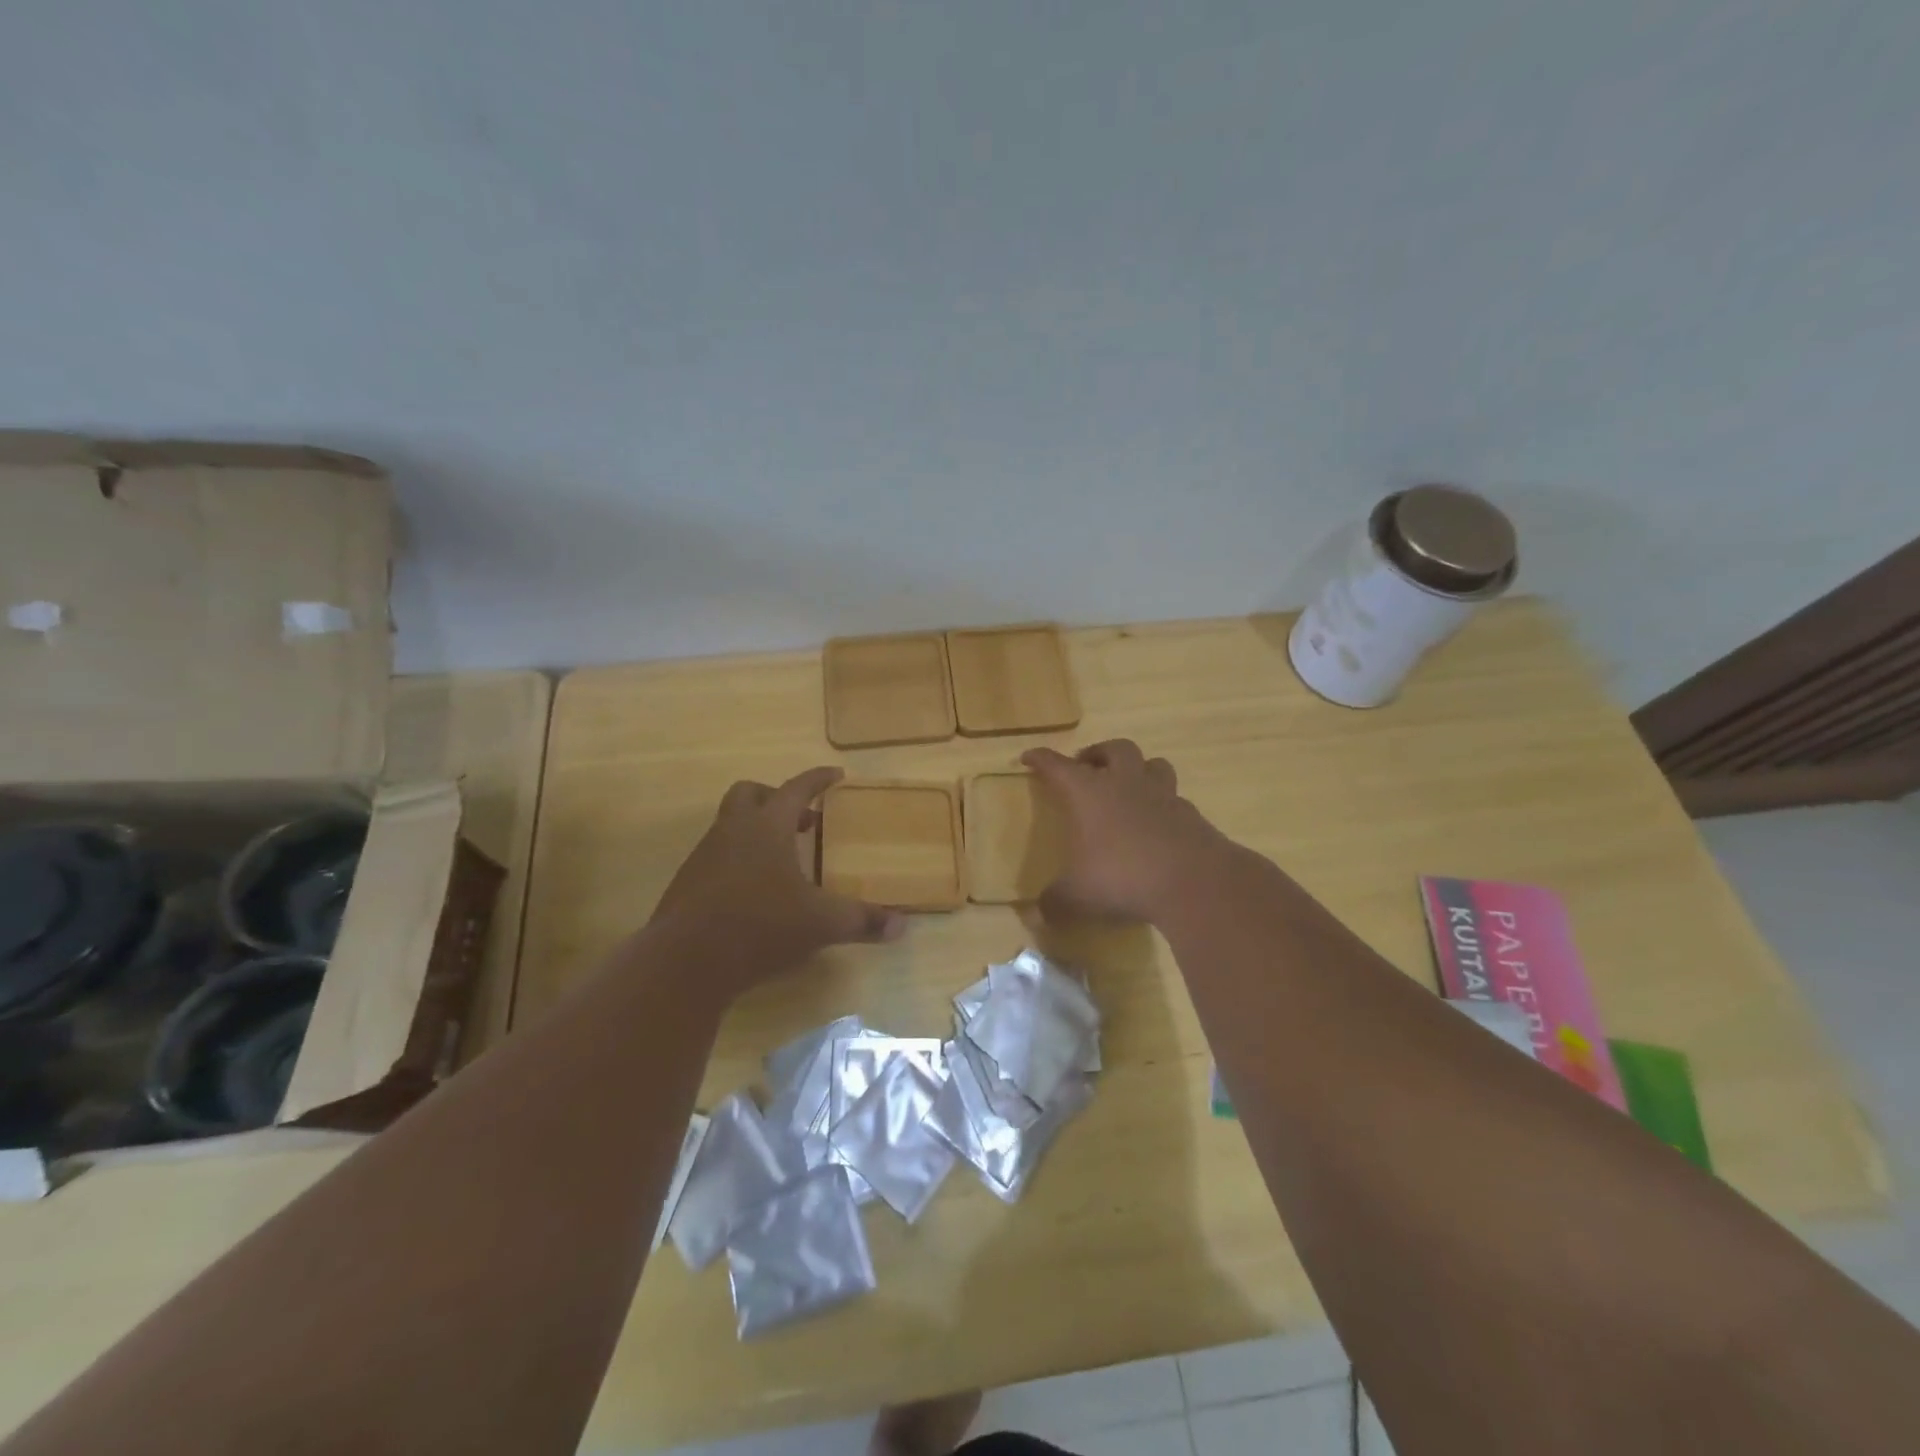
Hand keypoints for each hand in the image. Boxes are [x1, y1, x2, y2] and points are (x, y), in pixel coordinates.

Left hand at [648, 767, 903, 994]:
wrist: (683, 963)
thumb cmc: (759, 927)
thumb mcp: (820, 924)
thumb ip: (861, 921)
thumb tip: (901, 926)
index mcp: (766, 827)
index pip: (796, 788)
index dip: (818, 779)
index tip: (836, 775)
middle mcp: (731, 832)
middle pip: (749, 794)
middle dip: (776, 799)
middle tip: (802, 821)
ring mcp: (703, 857)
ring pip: (729, 826)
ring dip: (756, 832)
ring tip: (782, 862)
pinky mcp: (686, 885)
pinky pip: (716, 858)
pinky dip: (738, 862)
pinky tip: (753, 894)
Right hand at [1022, 740, 1230, 922]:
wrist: (1193, 882)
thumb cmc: (1122, 877)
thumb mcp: (1077, 896)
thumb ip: (1055, 902)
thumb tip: (1038, 915)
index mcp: (1089, 792)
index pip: (1058, 766)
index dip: (1041, 759)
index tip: (1029, 757)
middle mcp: (1125, 784)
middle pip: (1114, 749)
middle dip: (1098, 753)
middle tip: (1087, 766)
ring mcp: (1163, 796)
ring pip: (1152, 764)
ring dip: (1138, 769)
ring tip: (1129, 785)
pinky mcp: (1191, 815)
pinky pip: (1175, 798)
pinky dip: (1163, 804)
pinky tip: (1158, 823)